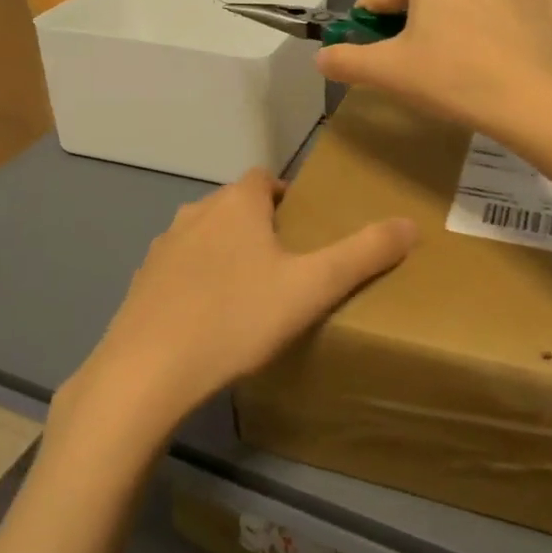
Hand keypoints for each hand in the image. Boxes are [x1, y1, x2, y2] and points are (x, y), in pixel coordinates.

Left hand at [58, 170, 416, 443]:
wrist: (147, 372)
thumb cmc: (237, 319)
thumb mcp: (312, 288)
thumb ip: (364, 253)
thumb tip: (410, 223)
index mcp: (236, 204)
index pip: (265, 179)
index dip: (287, 198)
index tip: (305, 232)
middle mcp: (195, 213)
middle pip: (235, 207)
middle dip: (260, 227)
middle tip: (287, 268)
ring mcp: (162, 247)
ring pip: (205, 237)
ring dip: (227, 254)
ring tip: (250, 295)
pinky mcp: (141, 283)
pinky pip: (180, 270)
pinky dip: (197, 282)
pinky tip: (209, 321)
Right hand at [316, 0, 551, 143]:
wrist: (536, 103)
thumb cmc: (452, 77)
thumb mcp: (387, 72)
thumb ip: (346, 61)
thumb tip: (321, 59)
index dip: (375, 27)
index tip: (377, 53)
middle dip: (422, 23)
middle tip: (423, 65)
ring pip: (472, 1)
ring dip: (461, 24)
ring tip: (463, 67)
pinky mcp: (548, 3)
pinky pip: (509, 14)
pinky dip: (498, 31)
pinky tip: (498, 62)